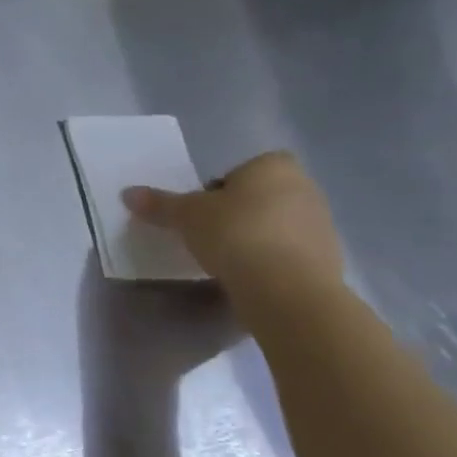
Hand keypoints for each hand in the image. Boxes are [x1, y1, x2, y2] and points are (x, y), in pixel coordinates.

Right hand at [123, 151, 343, 292]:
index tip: (202, 211)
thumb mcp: (185, 216)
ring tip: (226, 260)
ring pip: (276, 225)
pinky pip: (289, 253)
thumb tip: (128, 193)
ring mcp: (322, 225)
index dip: (219, 189)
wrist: (286, 289)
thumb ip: (159, 204)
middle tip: (209, 234)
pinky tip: (249, 277)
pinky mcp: (329, 260)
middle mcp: (306, 188)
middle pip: (261, 196)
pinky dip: (271, 262)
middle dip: (238, 213)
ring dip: (255, 238)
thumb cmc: (234, 234)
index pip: (242, 169)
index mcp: (274, 167)